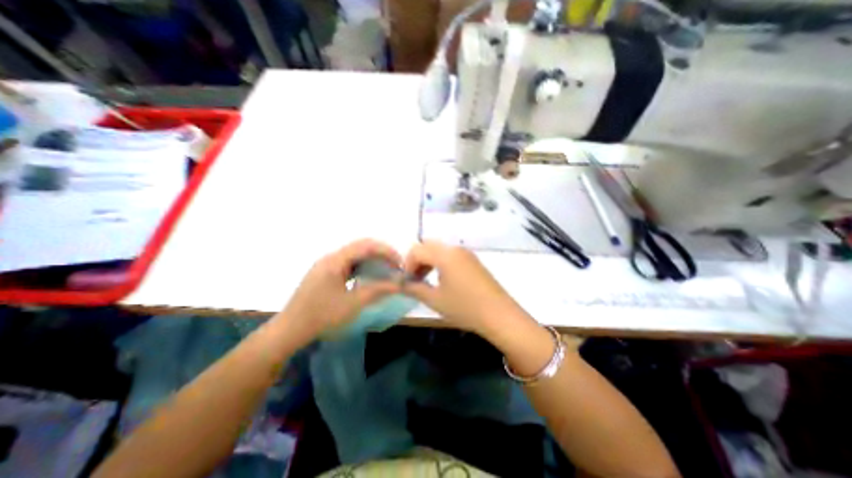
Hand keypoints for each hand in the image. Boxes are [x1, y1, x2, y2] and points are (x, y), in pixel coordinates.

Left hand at [278, 238, 401, 339]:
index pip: (366, 246)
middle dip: (381, 253)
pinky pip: (349, 262)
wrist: (290, 330)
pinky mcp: (326, 272)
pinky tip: (369, 275)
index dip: (386, 251)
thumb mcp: (353, 304)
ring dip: (372, 259)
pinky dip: (363, 266)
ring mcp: (327, 264)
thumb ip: (377, 290)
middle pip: (361, 246)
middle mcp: (331, 257)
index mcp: (335, 260)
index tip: (400, 263)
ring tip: (386, 270)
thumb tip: (399, 283)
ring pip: (355, 254)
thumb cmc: (321, 316)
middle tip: (395, 266)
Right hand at [404, 241, 531, 332]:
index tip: (407, 282)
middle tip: (416, 279)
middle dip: (417, 260)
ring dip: (428, 261)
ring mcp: (466, 253)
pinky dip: (440, 262)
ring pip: (439, 249)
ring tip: (427, 281)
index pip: (416, 250)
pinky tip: (443, 280)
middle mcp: (455, 248)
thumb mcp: (435, 299)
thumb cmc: (465, 307)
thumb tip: (400, 284)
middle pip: (427, 245)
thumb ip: (414, 288)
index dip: (407, 265)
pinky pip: (451, 254)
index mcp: (444, 254)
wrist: (500, 315)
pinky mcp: (473, 260)